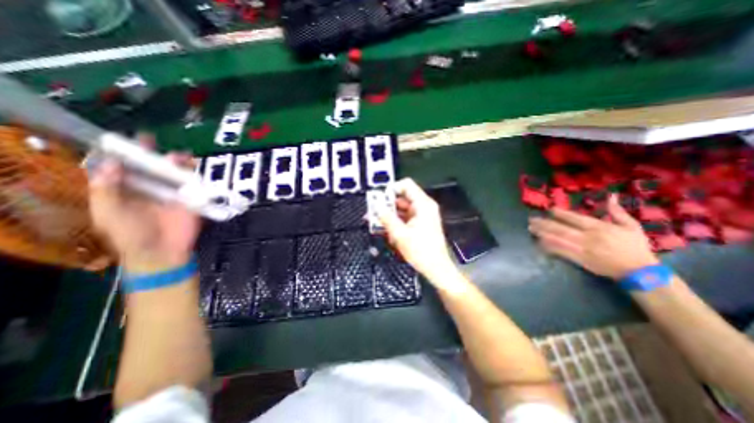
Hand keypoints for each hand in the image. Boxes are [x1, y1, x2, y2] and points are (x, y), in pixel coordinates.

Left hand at [88, 137, 199, 272]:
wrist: (163, 251)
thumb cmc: (131, 235)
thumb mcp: (109, 214)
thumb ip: (106, 191)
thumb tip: (112, 164)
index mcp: (124, 190)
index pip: (120, 167)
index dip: (119, 153)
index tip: (121, 139)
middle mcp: (148, 188)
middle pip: (148, 166)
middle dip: (149, 153)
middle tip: (151, 140)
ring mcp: (171, 193)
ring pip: (172, 172)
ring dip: (175, 162)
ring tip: (179, 155)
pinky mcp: (191, 198)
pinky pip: (193, 183)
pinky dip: (194, 173)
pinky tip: (194, 166)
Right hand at [381, 176, 455, 283]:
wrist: (435, 268)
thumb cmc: (422, 251)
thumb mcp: (400, 234)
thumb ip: (386, 218)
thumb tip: (376, 206)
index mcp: (423, 205)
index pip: (406, 185)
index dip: (391, 189)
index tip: (379, 198)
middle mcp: (424, 207)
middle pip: (402, 197)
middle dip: (387, 205)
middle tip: (374, 212)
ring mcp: (422, 215)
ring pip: (402, 208)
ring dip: (389, 214)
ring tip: (377, 222)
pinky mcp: (420, 224)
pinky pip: (405, 217)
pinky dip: (395, 221)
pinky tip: (386, 229)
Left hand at [526, 194, 658, 280]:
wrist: (639, 271)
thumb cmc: (635, 247)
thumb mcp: (631, 226)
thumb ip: (617, 212)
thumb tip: (611, 196)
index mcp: (599, 228)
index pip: (576, 218)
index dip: (561, 214)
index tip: (549, 209)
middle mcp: (588, 237)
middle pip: (562, 228)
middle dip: (545, 223)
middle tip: (531, 219)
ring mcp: (582, 249)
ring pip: (559, 239)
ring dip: (543, 233)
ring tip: (531, 228)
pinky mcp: (580, 260)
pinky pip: (561, 252)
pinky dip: (550, 247)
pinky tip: (539, 242)